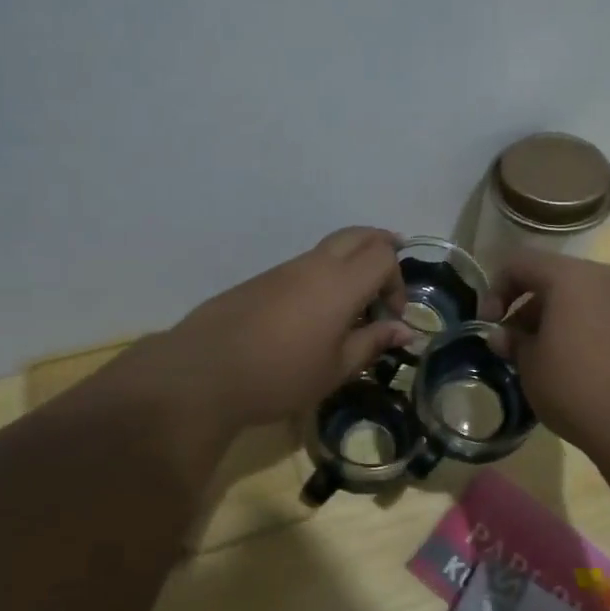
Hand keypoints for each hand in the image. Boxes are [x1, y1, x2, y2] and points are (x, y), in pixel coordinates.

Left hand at [154, 227, 415, 433]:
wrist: (204, 373)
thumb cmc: (281, 376)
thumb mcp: (336, 368)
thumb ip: (372, 342)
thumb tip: (405, 329)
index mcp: (340, 283)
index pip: (383, 255)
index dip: (397, 281)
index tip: (391, 316)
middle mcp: (314, 265)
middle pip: (358, 235)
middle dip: (381, 250)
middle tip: (387, 282)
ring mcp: (283, 269)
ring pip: (329, 248)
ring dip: (350, 265)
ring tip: (352, 306)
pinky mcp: (261, 280)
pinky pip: (304, 265)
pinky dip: (323, 276)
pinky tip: (314, 315)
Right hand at [491, 250, 609, 467]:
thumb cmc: (580, 389)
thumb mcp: (532, 368)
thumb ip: (513, 343)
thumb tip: (504, 335)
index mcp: (571, 277)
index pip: (520, 262)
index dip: (496, 289)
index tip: (490, 325)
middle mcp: (608, 277)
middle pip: (556, 278)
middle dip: (529, 308)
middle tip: (518, 346)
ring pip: (586, 297)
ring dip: (560, 320)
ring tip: (551, 361)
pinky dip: (590, 331)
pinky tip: (587, 370)